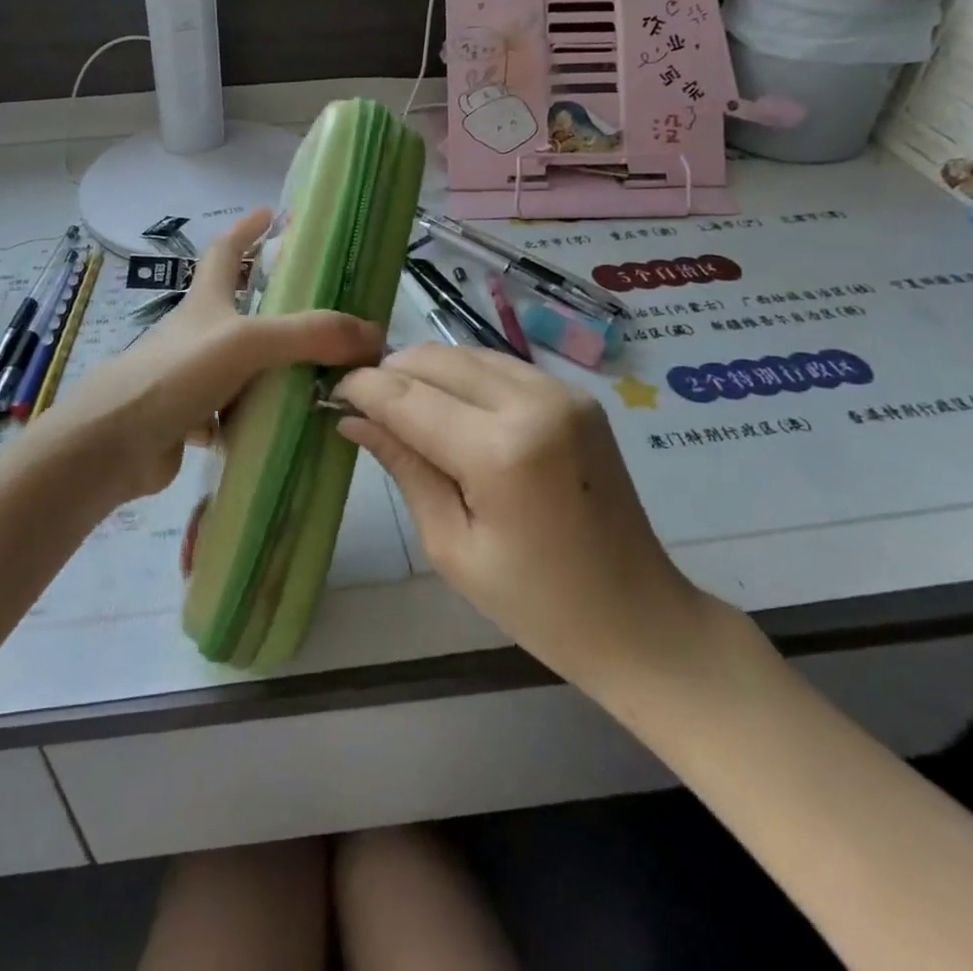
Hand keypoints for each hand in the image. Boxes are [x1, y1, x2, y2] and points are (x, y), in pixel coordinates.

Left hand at [39, 210, 383, 502]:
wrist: (112, 445)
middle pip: (238, 308)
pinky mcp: (189, 419)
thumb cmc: (174, 375)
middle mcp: (198, 334)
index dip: (247, 229)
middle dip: (276, 304)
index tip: (273, 214)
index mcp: (206, 302)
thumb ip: (309, 335)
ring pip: (242, 365)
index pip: (225, 251)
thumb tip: (373, 335)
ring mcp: (191, 377)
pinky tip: (290, 426)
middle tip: (325, 311)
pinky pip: (235, 413)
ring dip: (275, 367)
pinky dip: (260, 416)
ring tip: (324, 374)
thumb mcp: (246, 342)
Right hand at [334, 346, 712, 692]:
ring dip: (425, 372)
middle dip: (390, 373)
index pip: (407, 396)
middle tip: (363, 405)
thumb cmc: (536, 604)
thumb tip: (352, 418)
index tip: (331, 392)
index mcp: (501, 451)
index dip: (362, 388)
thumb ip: (404, 467)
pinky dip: (462, 377)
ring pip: (465, 353)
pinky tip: (449, 409)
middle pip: (435, 359)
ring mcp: (561, 392)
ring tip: (402, 409)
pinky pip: (498, 366)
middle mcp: (534, 402)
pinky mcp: (575, 394)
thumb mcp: (452, 545)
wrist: (641, 618)